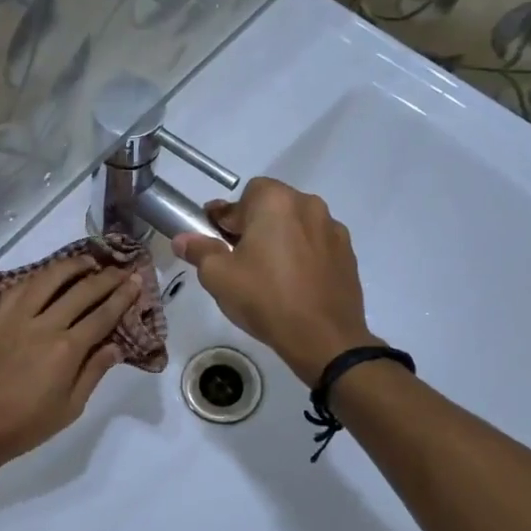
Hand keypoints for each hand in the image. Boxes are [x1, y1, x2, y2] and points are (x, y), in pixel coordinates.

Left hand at [0, 253, 140, 478]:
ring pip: (47, 279)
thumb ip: (93, 373)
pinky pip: (18, 287)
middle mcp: (43, 324)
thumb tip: (116, 346)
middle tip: (120, 268)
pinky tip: (46, 276)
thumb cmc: (23, 426)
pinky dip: (37, 277)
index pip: (102, 315)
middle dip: (105, 277)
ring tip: (87, 262)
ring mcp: (14, 317)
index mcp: (66, 350)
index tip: (136, 281)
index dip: (122, 296)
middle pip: (80, 291)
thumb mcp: (69, 409)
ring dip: (70, 266)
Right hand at [172, 178, 377, 385]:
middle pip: (273, 206)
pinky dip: (303, 254)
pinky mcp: (348, 254)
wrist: (323, 337)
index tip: (216, 238)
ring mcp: (333, 229)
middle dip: (254, 225)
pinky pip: (316, 244)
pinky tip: (293, 283)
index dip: (228, 216)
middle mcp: (308, 205)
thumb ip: (199, 250)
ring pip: (297, 224)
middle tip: (239, 256)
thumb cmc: (265, 298)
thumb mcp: (218, 276)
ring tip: (268, 272)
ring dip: (280, 238)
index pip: (245, 194)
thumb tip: (182, 239)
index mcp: (276, 202)